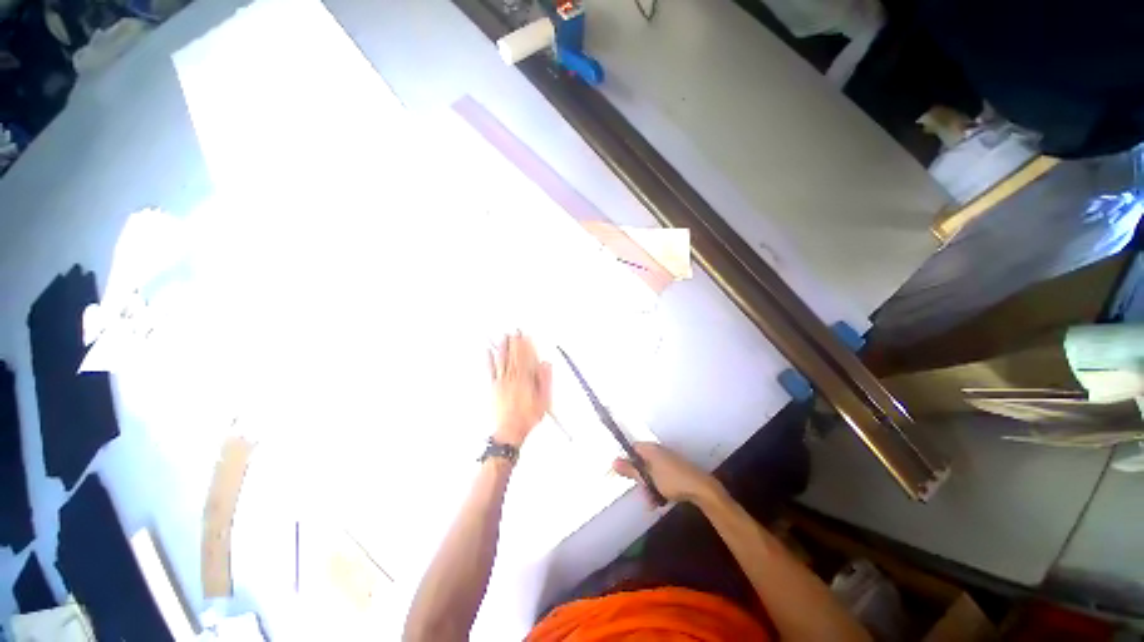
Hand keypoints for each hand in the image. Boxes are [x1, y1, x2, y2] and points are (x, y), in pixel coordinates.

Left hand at [489, 332, 551, 446]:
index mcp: (526, 380)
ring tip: (504, 336)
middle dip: (515, 342)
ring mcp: (502, 382)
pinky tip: (488, 351)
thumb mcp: (544, 400)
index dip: (527, 346)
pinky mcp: (494, 387)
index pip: (527, 358)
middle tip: (515, 331)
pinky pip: (491, 370)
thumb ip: (545, 381)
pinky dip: (489, 360)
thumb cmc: (527, 417)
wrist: (510, 430)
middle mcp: (513, 378)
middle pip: (515, 356)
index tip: (526, 336)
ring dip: (504, 347)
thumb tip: (545, 366)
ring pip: (503, 360)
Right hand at [613, 442, 721, 503]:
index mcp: (650, 449)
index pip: (633, 449)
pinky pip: (661, 476)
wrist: (701, 488)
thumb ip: (630, 470)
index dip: (627, 461)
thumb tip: (613, 461)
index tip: (625, 475)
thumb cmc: (672, 480)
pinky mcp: (676, 469)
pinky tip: (660, 500)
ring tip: (651, 501)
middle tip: (641, 491)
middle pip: (642, 461)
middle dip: (640, 478)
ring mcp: (668, 460)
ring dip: (649, 486)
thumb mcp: (648, 478)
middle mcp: (658, 451)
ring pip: (651, 471)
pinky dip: (658, 486)